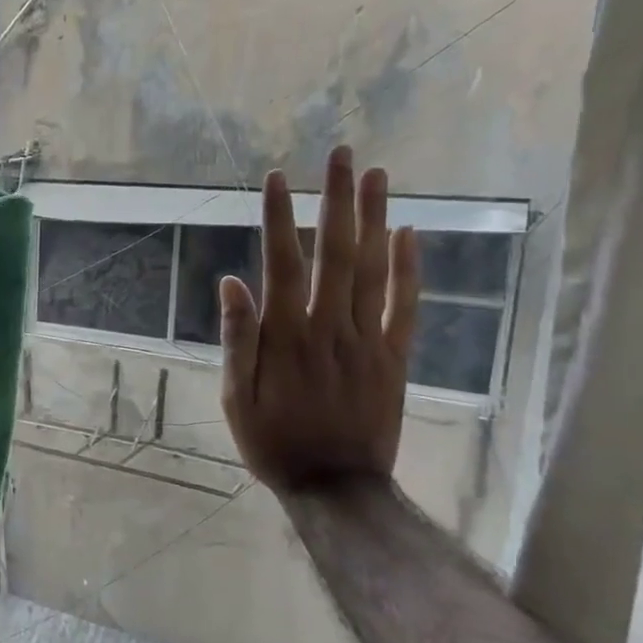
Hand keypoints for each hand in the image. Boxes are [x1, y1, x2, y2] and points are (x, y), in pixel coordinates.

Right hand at [219, 147, 420, 490]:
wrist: (337, 488)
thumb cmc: (275, 443)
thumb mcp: (237, 398)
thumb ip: (238, 339)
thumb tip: (232, 282)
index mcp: (286, 337)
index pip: (282, 264)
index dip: (279, 218)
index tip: (277, 177)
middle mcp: (330, 327)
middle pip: (337, 253)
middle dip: (337, 200)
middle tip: (342, 154)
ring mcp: (368, 340)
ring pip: (374, 270)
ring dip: (375, 219)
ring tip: (376, 176)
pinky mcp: (395, 358)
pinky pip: (405, 307)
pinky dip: (410, 270)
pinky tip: (411, 234)